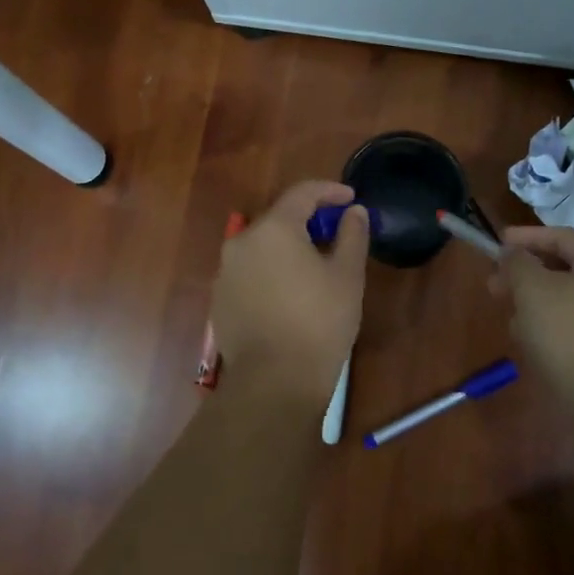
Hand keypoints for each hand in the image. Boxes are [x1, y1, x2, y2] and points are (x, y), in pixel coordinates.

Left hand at [212, 181, 368, 402]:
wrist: (273, 383)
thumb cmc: (318, 323)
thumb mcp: (347, 276)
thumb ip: (352, 235)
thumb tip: (353, 212)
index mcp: (273, 229)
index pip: (302, 193)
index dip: (330, 191)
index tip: (351, 199)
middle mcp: (241, 242)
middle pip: (279, 220)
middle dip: (309, 222)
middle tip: (337, 236)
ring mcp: (225, 273)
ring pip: (263, 248)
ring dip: (289, 249)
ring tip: (315, 268)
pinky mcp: (219, 300)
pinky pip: (250, 273)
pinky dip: (271, 272)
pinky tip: (290, 295)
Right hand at [499, 226, 573, 401]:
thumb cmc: (570, 332)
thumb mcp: (532, 289)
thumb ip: (517, 263)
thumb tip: (513, 254)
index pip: (560, 236)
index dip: (525, 237)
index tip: (497, 242)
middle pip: (561, 268)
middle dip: (523, 275)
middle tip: (494, 285)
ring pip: (563, 298)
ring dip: (532, 303)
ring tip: (509, 319)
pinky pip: (572, 324)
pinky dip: (548, 326)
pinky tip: (529, 343)